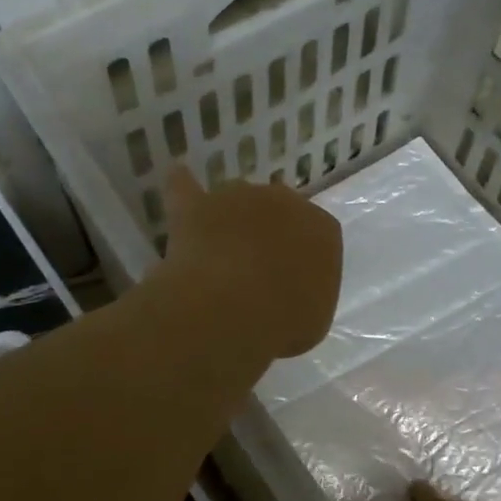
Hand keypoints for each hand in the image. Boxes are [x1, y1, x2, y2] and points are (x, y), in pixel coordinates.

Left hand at [157, 165, 342, 360]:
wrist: (233, 308)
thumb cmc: (284, 321)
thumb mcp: (312, 321)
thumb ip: (303, 298)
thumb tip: (285, 297)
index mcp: (323, 231)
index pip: (317, 236)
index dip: (299, 259)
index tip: (288, 284)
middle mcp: (285, 202)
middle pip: (276, 212)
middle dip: (267, 234)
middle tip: (253, 270)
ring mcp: (239, 196)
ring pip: (236, 202)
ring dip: (229, 220)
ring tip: (218, 252)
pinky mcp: (196, 204)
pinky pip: (185, 187)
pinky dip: (181, 185)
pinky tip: (178, 178)